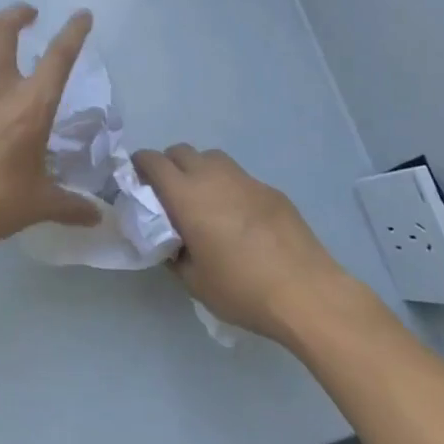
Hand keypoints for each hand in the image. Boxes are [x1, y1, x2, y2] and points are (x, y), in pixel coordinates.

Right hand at [133, 145, 346, 341]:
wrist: (305, 291)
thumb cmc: (241, 288)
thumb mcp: (193, 280)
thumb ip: (173, 254)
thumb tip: (170, 242)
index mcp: (186, 195)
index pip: (152, 160)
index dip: (139, 166)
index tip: (137, 184)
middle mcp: (213, 176)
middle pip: (181, 151)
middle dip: (169, 166)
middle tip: (169, 196)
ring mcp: (246, 179)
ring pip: (212, 158)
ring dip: (200, 171)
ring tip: (204, 203)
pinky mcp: (271, 190)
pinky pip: (239, 178)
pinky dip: (229, 188)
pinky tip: (239, 221)